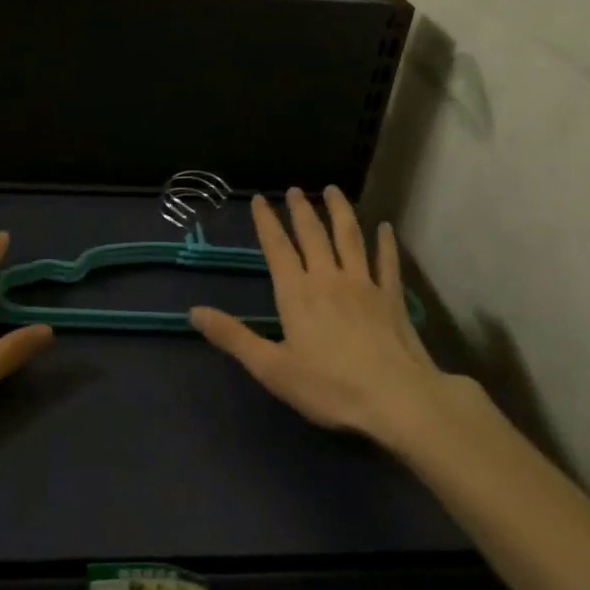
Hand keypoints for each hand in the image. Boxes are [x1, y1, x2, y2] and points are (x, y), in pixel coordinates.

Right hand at [190, 187, 444, 446]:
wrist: (396, 399)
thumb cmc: (328, 387)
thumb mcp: (271, 368)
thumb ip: (233, 337)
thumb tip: (193, 312)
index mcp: (296, 293)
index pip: (277, 248)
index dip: (266, 222)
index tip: (259, 199)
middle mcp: (328, 278)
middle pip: (313, 235)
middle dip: (301, 210)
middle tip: (295, 189)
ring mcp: (363, 285)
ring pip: (350, 238)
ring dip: (340, 212)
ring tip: (333, 190)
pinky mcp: (392, 297)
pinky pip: (386, 261)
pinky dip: (385, 242)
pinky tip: (385, 227)